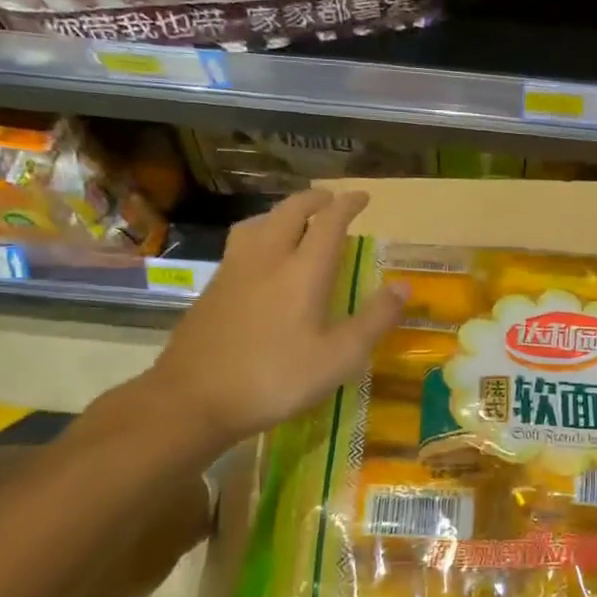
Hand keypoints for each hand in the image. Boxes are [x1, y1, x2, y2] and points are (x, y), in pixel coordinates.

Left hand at [152, 189, 404, 443]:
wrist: (192, 399)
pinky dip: (260, 232)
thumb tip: (404, 286)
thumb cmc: (275, 379)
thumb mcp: (339, 358)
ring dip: (283, 212)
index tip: (363, 197)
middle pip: (290, 211)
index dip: (348, 205)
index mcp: (303, 271)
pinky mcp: (212, 287)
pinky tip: (261, 257)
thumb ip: (374, 320)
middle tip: (331, 201)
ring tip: (296, 220)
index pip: (329, 222)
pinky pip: (241, 241)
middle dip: (314, 200)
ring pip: (259, 222)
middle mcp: (267, 258)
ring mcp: (233, 270)